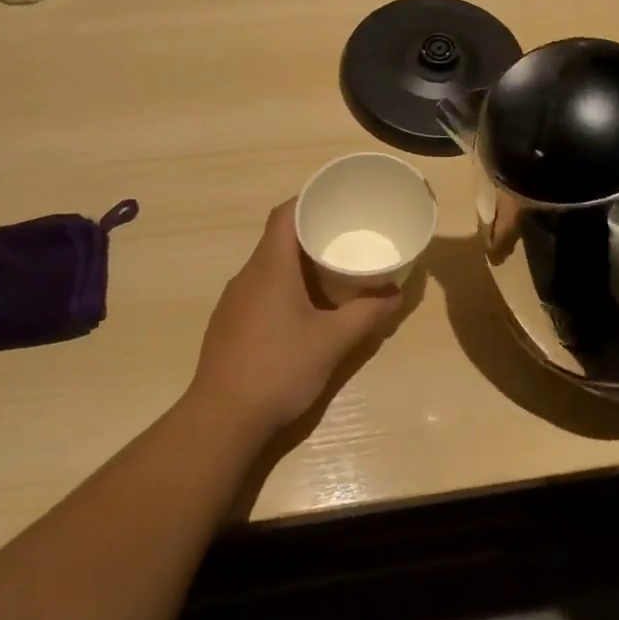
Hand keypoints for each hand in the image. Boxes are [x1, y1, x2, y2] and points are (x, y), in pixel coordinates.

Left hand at [189, 200, 403, 433]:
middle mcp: (248, 275)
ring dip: (298, 264)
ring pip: (269, 266)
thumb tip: (396, 294)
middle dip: (312, 234)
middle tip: (347, 238)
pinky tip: (304, 311)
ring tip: (332, 272)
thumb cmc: (279, 369)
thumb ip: (367, 315)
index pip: (285, 214)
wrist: (222, 419)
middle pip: (278, 238)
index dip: (309, 200)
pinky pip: (260, 290)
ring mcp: (234, 301)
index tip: (338, 202)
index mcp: (270, 267)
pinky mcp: (230, 324)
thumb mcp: (332, 342)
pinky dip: (285, 287)